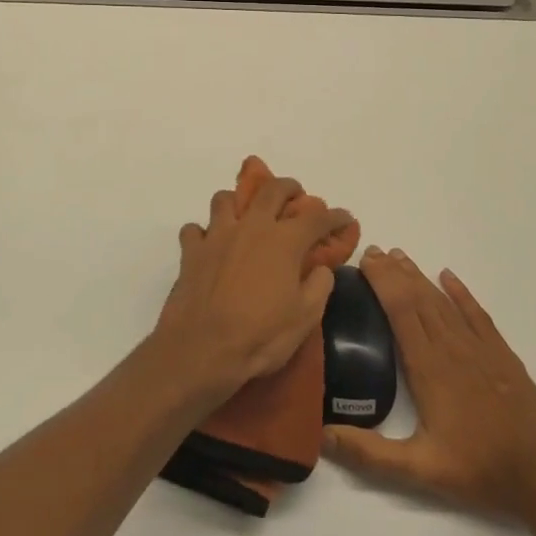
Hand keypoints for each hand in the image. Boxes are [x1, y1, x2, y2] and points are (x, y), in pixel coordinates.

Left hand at [153, 177, 354, 396]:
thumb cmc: (260, 335)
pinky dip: (202, 234)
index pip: (316, 218)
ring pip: (225, 200)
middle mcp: (251, 227)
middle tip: (296, 195)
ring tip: (245, 216)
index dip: (335, 216)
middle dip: (288, 187)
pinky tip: (208, 246)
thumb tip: (321, 268)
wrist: (202, 348)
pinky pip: (194, 230)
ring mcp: (217, 235)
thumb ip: (319, 286)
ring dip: (238, 202)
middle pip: (271, 190)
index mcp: (284, 241)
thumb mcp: (305, 318)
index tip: (345, 219)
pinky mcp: (190, 251)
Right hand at [324, 247, 535, 520]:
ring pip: (444, 302)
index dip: (382, 282)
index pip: (401, 310)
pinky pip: (477, 314)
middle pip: (419, 298)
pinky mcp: (502, 355)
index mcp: (428, 367)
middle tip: (374, 251)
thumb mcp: (418, 469)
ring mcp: (480, 348)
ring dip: (420, 277)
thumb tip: (323, 436)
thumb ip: (369, 453)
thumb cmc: (476, 469)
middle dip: (395, 272)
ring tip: (400, 257)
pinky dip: (461, 293)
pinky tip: (448, 277)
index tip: (365, 261)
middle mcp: (452, 348)